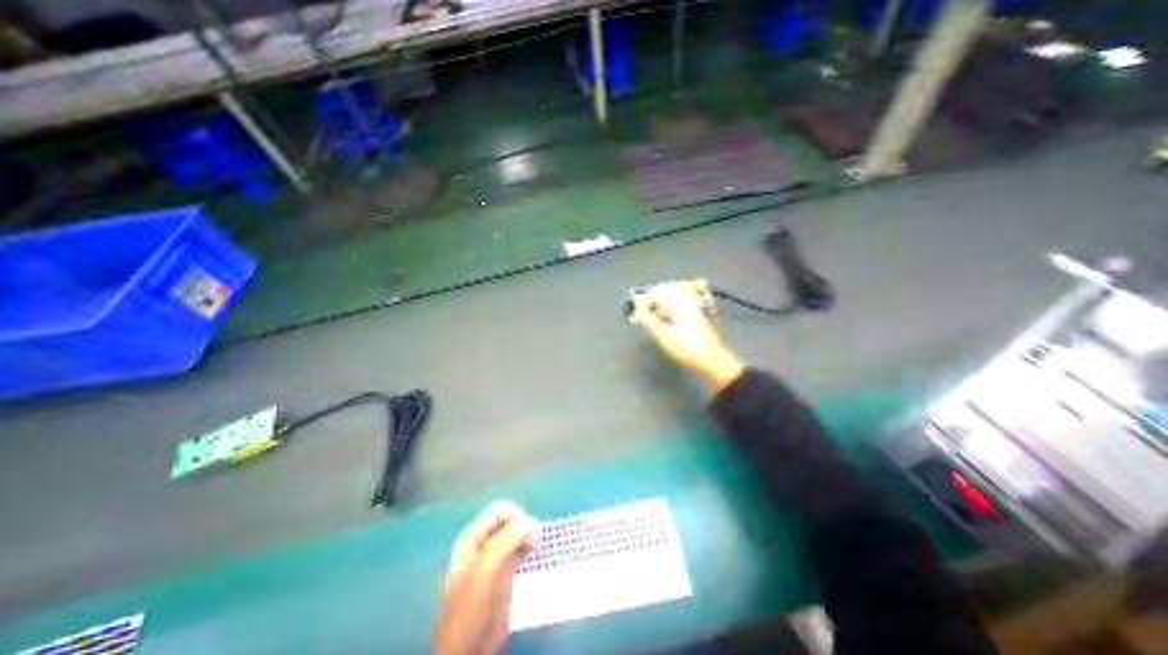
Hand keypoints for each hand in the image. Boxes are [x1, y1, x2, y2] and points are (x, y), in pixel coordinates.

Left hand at [434, 503, 537, 654]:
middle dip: (524, 525)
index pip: (499, 511)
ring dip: (528, 534)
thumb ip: (504, 542)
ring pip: (516, 533)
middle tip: (535, 541)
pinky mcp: (505, 570)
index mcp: (472, 539)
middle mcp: (484, 543)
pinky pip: (519, 548)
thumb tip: (527, 520)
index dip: (515, 516)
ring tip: (537, 546)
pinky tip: (535, 551)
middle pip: (509, 520)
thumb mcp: (485, 572)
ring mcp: (495, 557)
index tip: (527, 532)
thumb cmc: (472, 607)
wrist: (470, 650)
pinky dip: (529, 545)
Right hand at [634, 282, 742, 393]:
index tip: (638, 307)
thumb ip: (649, 321)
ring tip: (656, 310)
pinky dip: (673, 307)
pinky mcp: (699, 318)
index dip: (646, 298)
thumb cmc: (686, 348)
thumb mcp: (663, 336)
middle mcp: (688, 303)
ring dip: (665, 300)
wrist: (713, 360)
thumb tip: (638, 310)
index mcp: (679, 304)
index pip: (659, 293)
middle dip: (657, 295)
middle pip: (671, 290)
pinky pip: (684, 304)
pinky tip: (669, 318)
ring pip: (678, 297)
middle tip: (647, 304)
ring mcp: (695, 310)